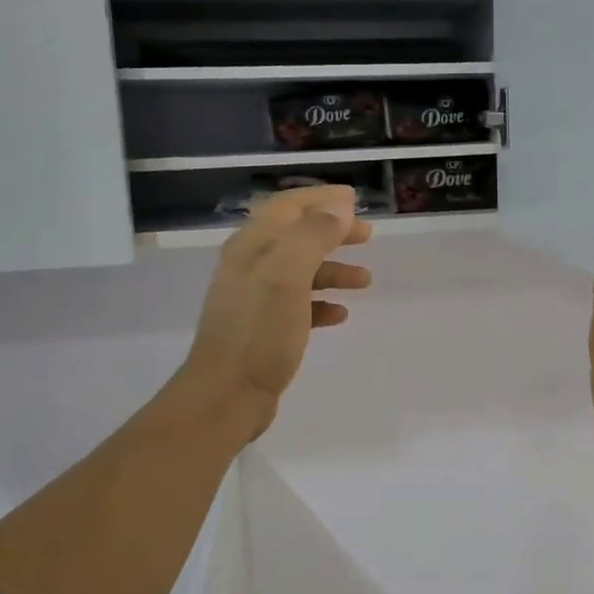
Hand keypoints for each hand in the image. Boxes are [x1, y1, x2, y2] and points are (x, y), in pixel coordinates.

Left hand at [167, 186, 372, 441]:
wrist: (226, 394)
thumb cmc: (259, 332)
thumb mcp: (288, 275)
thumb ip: (313, 236)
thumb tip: (339, 209)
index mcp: (252, 246)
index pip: (287, 206)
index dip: (320, 198)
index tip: (354, 198)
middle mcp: (249, 266)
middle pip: (295, 236)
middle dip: (332, 231)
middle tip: (367, 235)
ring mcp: (254, 298)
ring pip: (300, 271)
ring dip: (333, 269)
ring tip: (365, 279)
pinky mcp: (262, 328)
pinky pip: (298, 305)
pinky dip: (321, 302)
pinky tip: (340, 313)